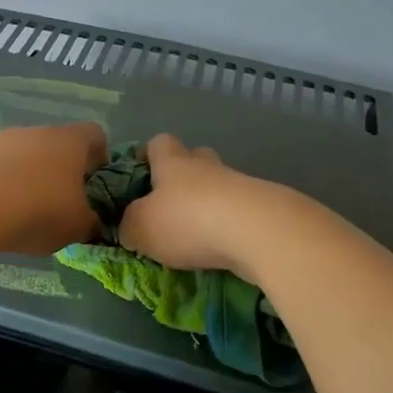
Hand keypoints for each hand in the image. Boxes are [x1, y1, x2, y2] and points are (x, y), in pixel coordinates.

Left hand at [0, 122, 108, 254]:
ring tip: (16, 206)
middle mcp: (34, 132)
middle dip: (56, 167)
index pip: (94, 134)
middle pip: (52, 142)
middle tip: (56, 200)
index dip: (99, 155)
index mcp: (69, 143)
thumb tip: (92, 222)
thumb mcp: (76, 228)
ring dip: (20, 171)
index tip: (95, 180)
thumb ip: (89, 223)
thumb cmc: (37, 212)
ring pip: (17, 150)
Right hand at [116, 134, 266, 278]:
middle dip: (183, 179)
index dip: (148, 156)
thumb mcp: (140, 228)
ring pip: (219, 187)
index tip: (141, 178)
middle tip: (170, 208)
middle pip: (195, 159)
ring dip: (208, 206)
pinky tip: (222, 248)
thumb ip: (128, 226)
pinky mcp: (264, 208)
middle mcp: (206, 166)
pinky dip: (229, 226)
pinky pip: (239, 212)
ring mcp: (239, 185)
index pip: (159, 143)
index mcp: (173, 163)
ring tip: (196, 237)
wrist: (259, 232)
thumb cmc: (188, 221)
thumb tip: (128, 227)